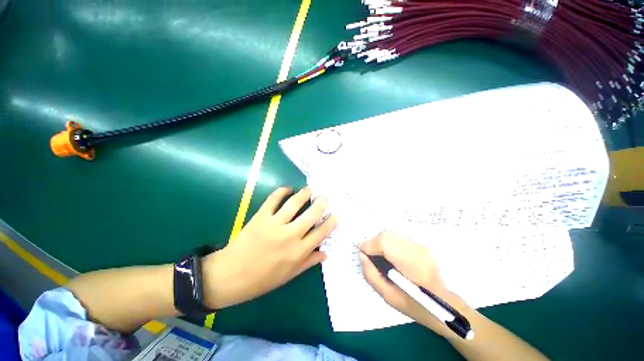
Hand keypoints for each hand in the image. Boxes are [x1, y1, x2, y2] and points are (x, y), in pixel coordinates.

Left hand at [202, 187, 337, 308]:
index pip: (321, 233)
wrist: (230, 276)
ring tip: (310, 189)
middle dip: (321, 204)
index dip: (331, 223)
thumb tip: (325, 254)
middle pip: (311, 215)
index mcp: (298, 252)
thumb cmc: (261, 279)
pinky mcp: (260, 217)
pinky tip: (287, 189)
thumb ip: (308, 262)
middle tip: (325, 197)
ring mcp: (274, 224)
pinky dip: (281, 191)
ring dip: (304, 194)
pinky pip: (273, 200)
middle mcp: (289, 236)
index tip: (336, 215)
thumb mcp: (288, 275)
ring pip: (294, 204)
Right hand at [359, 231, 466, 335]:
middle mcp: (417, 249)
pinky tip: (389, 254)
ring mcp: (421, 245)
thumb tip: (362, 256)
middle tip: (368, 255)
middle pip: (386, 235)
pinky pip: (398, 238)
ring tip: (377, 255)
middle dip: (373, 243)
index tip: (361, 252)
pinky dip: (388, 243)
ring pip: (392, 235)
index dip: (370, 244)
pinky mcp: (422, 244)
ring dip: (380, 242)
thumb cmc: (417, 306)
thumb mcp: (389, 297)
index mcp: (411, 264)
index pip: (384, 242)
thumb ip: (371, 275)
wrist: (447, 304)